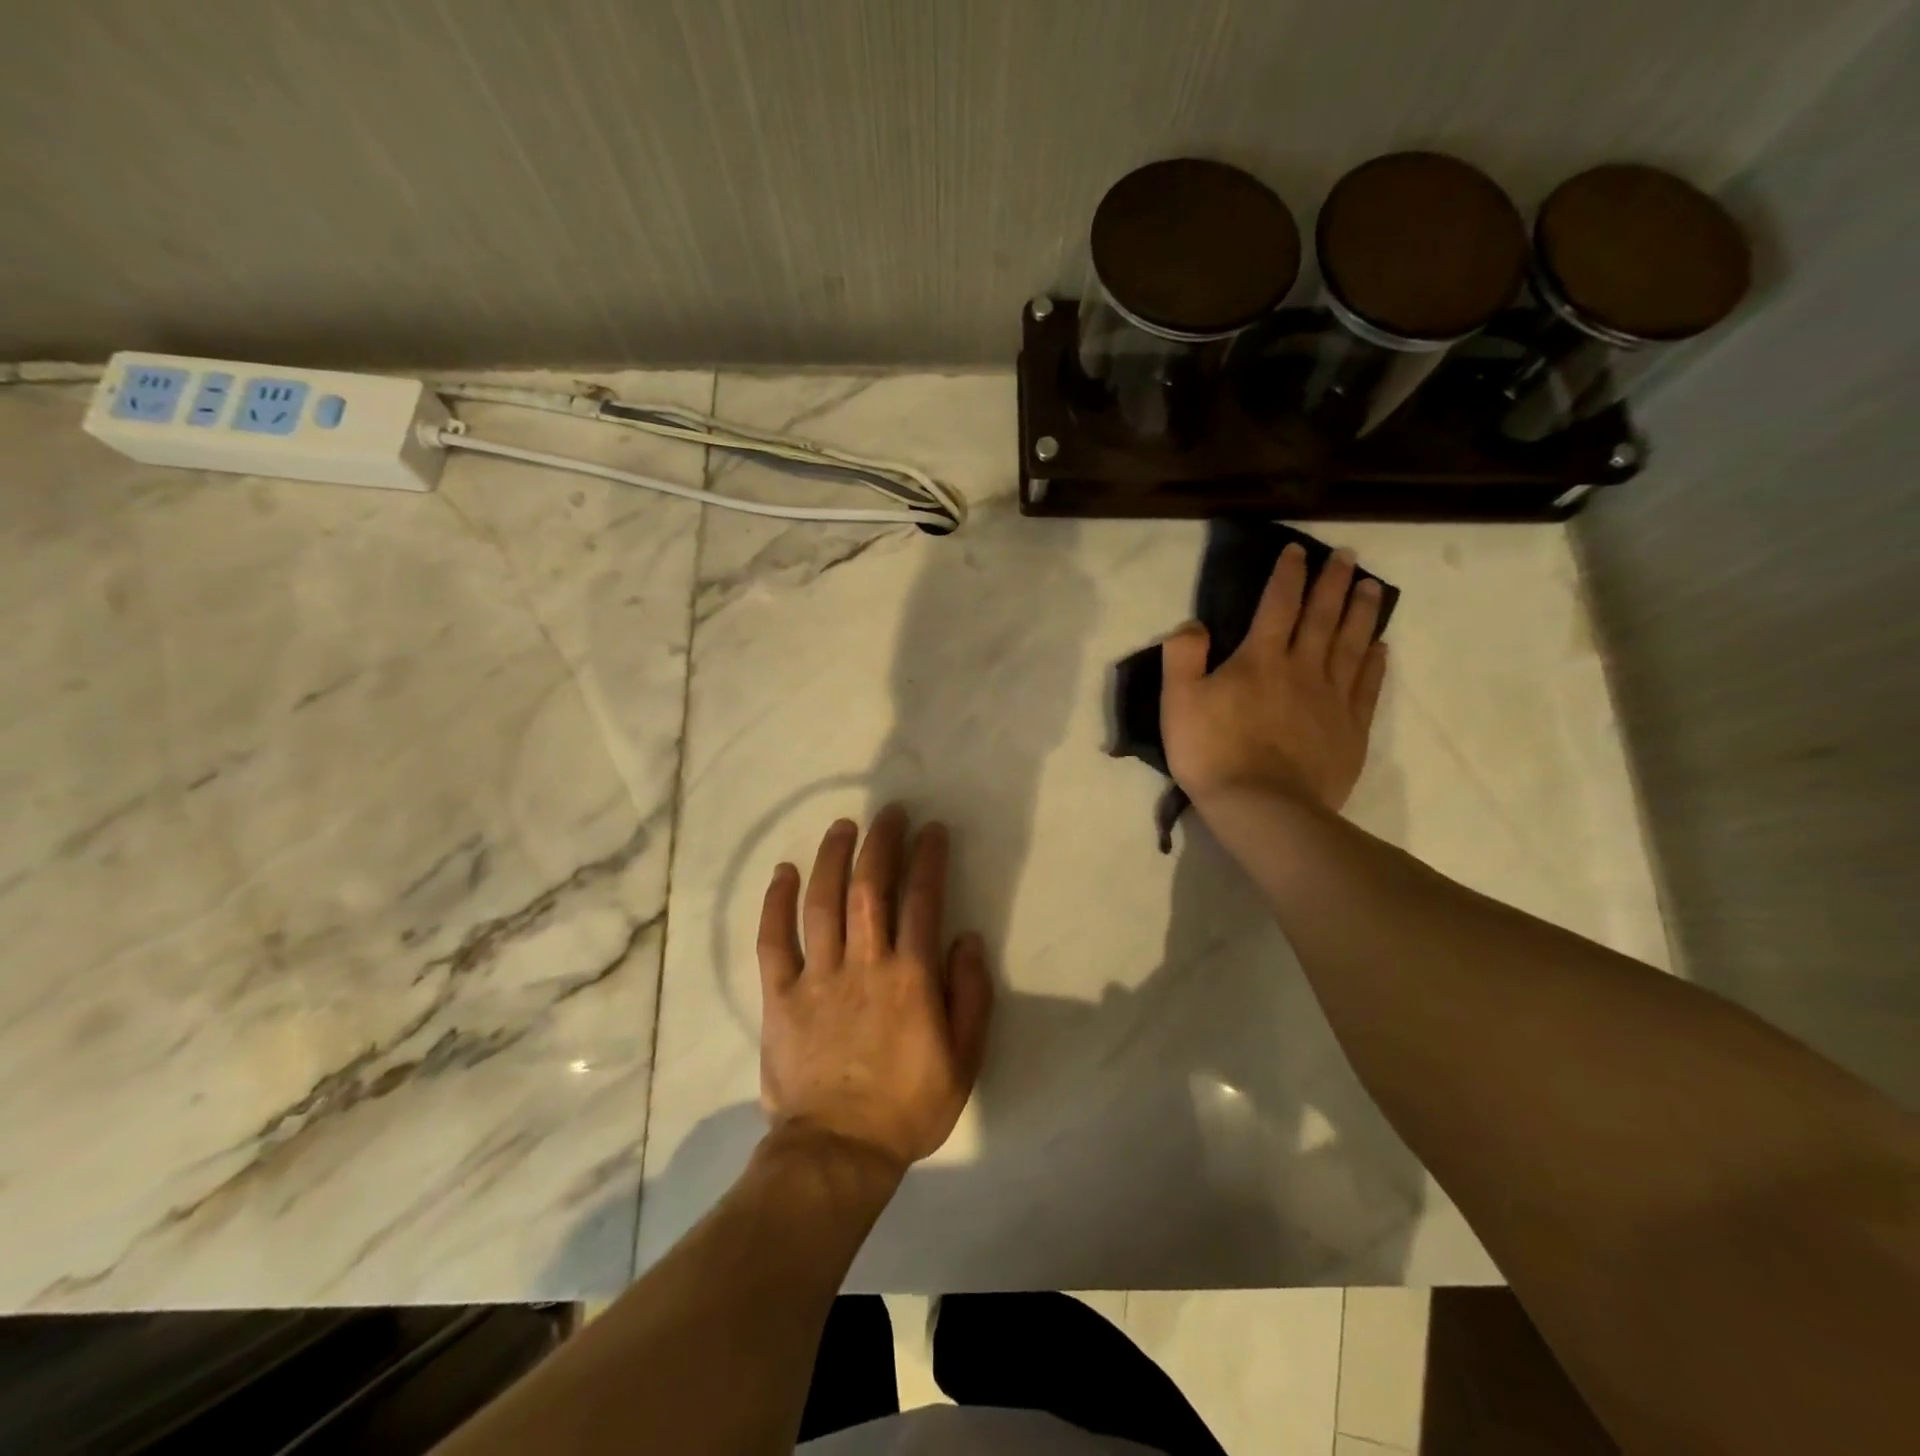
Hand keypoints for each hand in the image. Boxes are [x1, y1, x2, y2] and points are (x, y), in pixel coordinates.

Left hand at [757, 806, 993, 1174]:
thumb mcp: (964, 1060)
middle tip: (888, 813)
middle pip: (870, 888)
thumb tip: (968, 940)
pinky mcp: (781, 995)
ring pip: (823, 902)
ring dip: (833, 858)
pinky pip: (774, 940)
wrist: (838, 1152)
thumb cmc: (908, 1107)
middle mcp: (864, 964)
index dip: (928, 858)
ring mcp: (818, 977)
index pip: (922, 900)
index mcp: (910, 978)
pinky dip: (777, 903)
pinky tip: (784, 872)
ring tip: (842, 826)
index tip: (932, 829)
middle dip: (881, 843)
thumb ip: (971, 996)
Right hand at [1161, 544, 1388, 812]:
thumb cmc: (1212, 753)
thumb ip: (1183, 656)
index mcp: (1260, 658)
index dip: (1288, 575)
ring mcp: (1332, 699)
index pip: (1278, 604)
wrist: (1262, 807)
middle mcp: (1303, 668)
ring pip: (1352, 645)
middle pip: (1323, 617)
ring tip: (1372, 588)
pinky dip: (1375, 663)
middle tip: (1348, 556)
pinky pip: (1367, 687)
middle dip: (1334, 583)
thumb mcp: (1178, 701)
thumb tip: (1194, 624)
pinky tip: (1380, 647)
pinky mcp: (1350, 730)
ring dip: (1362, 613)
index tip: (1298, 551)